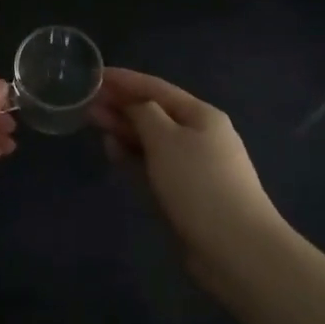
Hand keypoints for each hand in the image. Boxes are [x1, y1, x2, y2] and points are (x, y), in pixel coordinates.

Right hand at [90, 67, 285, 272]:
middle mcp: (200, 135)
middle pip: (155, 113)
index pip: (157, 88)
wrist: (237, 249)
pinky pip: (154, 165)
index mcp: (201, 115)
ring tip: (94, 123)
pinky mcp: (186, 194)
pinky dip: (133, 156)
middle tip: (87, 102)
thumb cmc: (199, 183)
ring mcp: (194, 166)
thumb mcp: (166, 139)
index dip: (125, 79)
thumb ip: (144, 114)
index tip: (95, 74)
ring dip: (124, 130)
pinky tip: (114, 152)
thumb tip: (134, 105)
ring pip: (152, 140)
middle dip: (122, 105)